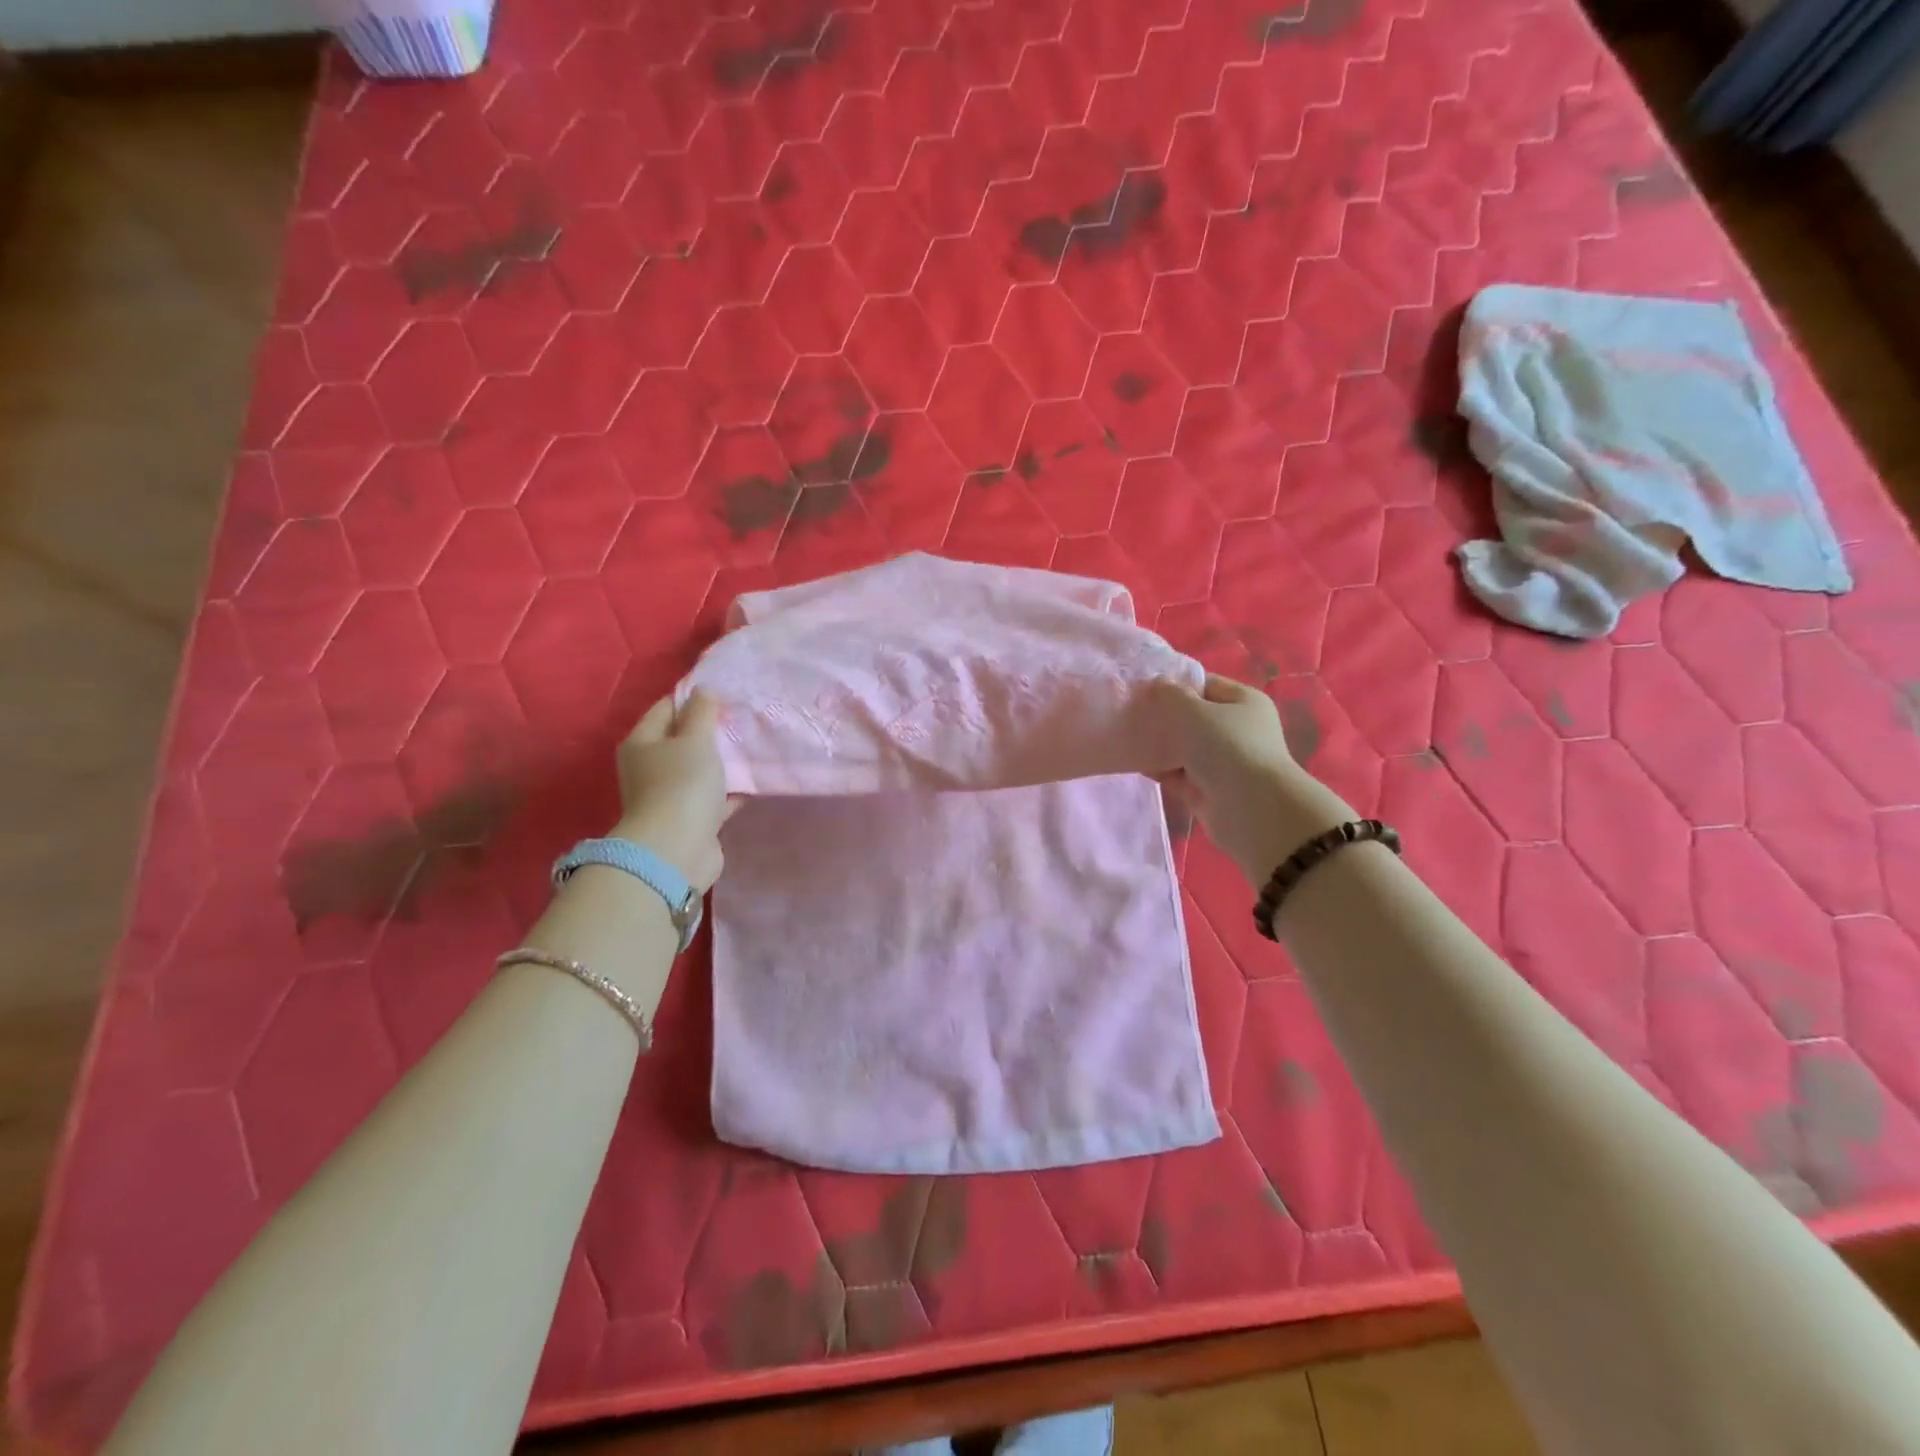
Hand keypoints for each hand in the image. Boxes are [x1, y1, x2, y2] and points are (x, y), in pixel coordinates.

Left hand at [613, 691, 735, 890]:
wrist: (676, 850)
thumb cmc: (682, 785)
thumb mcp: (695, 739)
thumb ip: (702, 712)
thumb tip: (704, 690)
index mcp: (642, 743)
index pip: (666, 708)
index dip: (693, 698)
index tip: (725, 694)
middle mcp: (649, 768)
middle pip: (681, 740)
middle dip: (710, 731)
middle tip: (741, 720)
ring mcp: (668, 797)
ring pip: (698, 771)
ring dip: (720, 763)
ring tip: (750, 749)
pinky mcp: (689, 821)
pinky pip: (711, 799)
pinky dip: (727, 792)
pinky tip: (750, 784)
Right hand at [1148, 674, 1354, 883]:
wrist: (1251, 810)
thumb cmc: (1228, 748)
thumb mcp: (1195, 712)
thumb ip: (1170, 694)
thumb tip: (1155, 684)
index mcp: (1243, 702)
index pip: (1204, 684)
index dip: (1173, 683)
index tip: (1141, 688)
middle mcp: (1236, 729)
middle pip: (1191, 716)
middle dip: (1161, 715)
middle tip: (1129, 713)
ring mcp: (1222, 761)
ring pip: (1182, 745)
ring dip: (1157, 743)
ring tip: (1125, 736)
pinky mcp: (1207, 788)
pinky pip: (1177, 772)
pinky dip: (1158, 767)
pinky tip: (1134, 762)